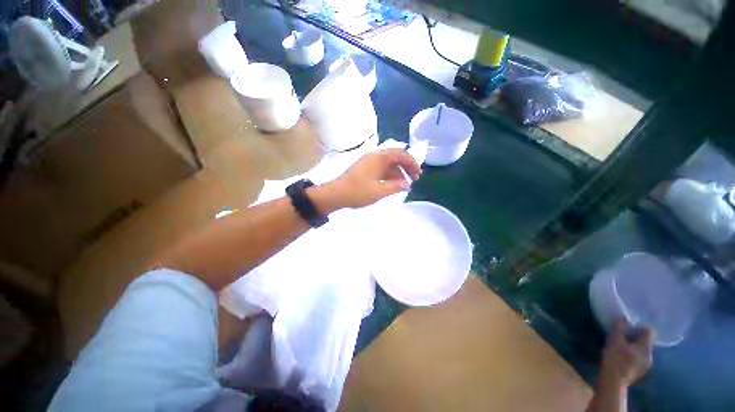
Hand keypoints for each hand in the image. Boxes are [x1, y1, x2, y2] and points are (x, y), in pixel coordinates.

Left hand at [324, 148, 421, 209]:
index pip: (401, 154)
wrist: (336, 194)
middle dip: (406, 167)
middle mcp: (374, 156)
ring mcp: (368, 162)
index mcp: (379, 157)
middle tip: (414, 179)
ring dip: (398, 172)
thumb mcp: (380, 191)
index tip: (419, 174)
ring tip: (404, 185)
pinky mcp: (364, 169)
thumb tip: (407, 185)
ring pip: (388, 164)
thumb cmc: (358, 192)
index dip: (412, 163)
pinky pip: (381, 168)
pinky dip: (389, 175)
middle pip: (395, 157)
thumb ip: (396, 187)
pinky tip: (392, 184)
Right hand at [600, 319, 654, 387]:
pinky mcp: (640, 372)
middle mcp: (650, 355)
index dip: (641, 327)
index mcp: (646, 347)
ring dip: (634, 347)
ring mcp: (646, 365)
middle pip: (646, 342)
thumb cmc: (615, 358)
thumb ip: (619, 328)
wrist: (614, 381)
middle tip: (623, 337)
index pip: (650, 331)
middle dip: (636, 338)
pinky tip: (623, 358)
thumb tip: (623, 317)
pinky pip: (640, 359)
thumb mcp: (614, 340)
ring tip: (622, 347)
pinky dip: (633, 356)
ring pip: (643, 351)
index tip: (629, 327)